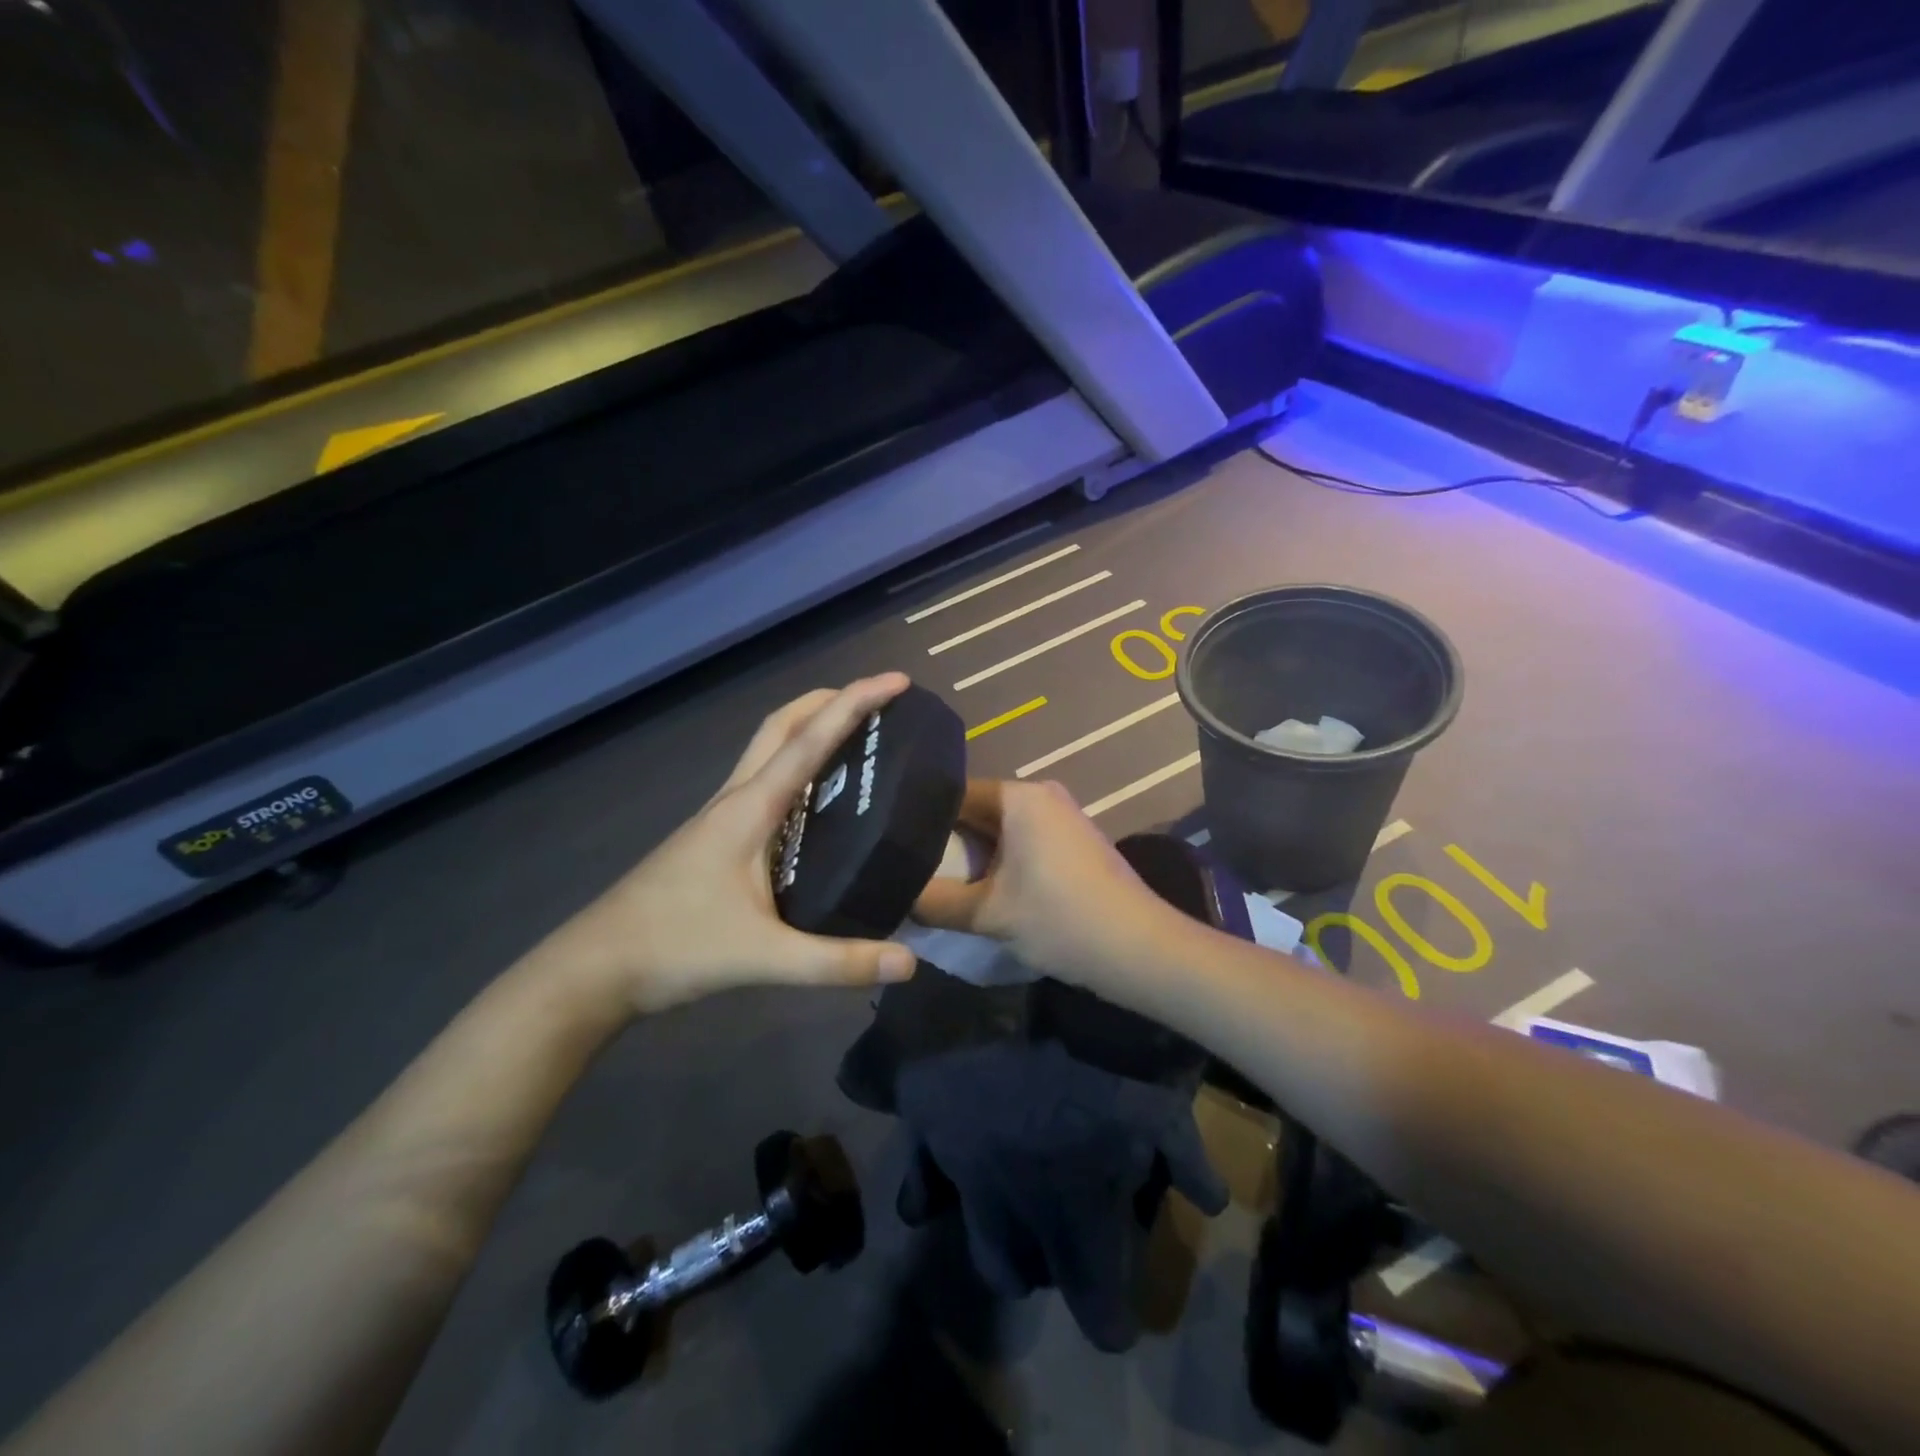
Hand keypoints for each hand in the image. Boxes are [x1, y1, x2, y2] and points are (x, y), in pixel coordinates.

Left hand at [545, 675, 919, 1013]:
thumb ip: (837, 963)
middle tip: (877, 701)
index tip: (897, 680)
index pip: (809, 740)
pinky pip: (763, 784)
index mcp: (749, 809)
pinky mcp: (715, 840)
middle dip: (829, 701)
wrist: (594, 969)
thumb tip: (909, 964)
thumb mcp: (763, 959)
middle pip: (782, 726)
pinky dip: (797, 769)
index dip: (855, 703)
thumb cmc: (674, 949)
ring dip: (810, 730)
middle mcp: (735, 800)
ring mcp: (720, 818)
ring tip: (857, 741)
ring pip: (768, 752)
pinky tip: (816, 802)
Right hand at [911, 779, 1177, 988]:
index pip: (952, 793)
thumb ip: (934, 902)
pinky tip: (979, 889)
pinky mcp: (1073, 842)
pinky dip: (999, 862)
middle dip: (944, 840)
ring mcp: (1061, 817)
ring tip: (934, 880)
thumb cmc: (1060, 920)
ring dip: (972, 856)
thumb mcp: (987, 914)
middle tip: (905, 866)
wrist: (1140, 950)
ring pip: (999, 829)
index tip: (891, 843)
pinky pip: (1022, 842)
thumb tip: (897, 895)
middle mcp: (1041, 794)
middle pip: (976, 810)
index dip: (918, 818)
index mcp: (1019, 796)